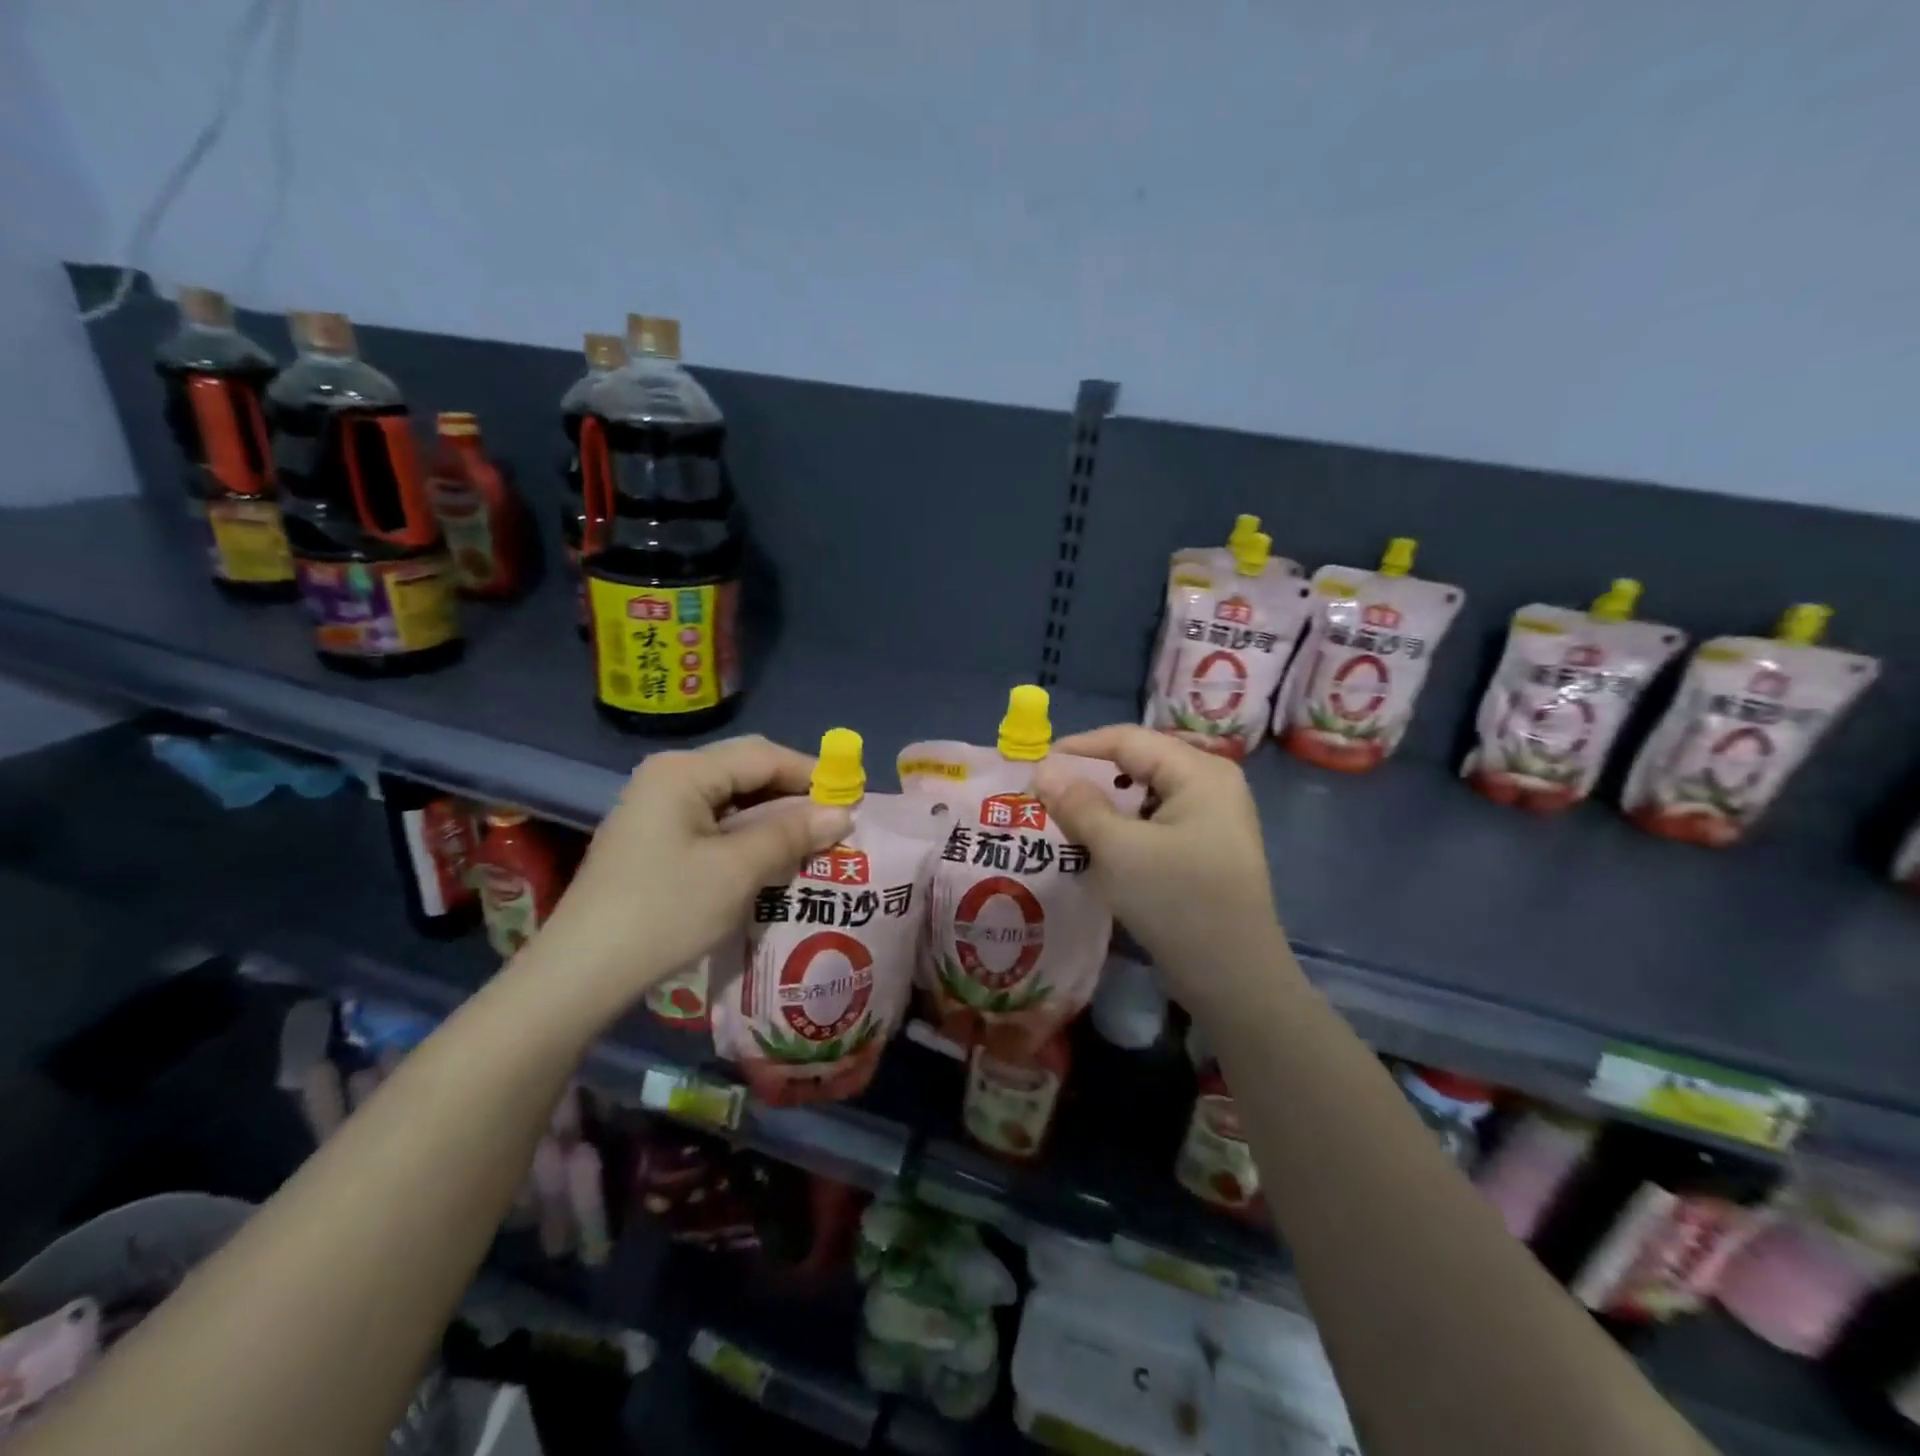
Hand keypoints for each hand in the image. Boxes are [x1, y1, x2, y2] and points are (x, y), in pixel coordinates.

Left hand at [529, 736, 851, 1019]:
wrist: (581, 974)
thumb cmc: (664, 912)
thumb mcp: (738, 871)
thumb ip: (791, 834)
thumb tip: (843, 812)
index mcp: (683, 772)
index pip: (764, 756)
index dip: (813, 774)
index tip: (853, 799)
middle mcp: (668, 776)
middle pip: (746, 770)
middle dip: (793, 792)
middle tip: (834, 821)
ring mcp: (656, 807)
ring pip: (731, 797)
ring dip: (772, 815)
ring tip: (811, 839)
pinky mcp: (653, 837)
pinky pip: (713, 820)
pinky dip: (747, 833)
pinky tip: (770, 856)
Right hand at [1031, 725, 1296, 1017]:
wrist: (1234, 979)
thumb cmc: (1177, 901)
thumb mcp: (1119, 849)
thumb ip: (1078, 804)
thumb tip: (1043, 769)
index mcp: (1200, 772)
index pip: (1129, 739)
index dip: (1079, 748)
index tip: (1036, 765)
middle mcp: (1211, 784)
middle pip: (1138, 764)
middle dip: (1090, 778)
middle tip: (1046, 795)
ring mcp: (1212, 818)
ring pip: (1144, 795)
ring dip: (1104, 806)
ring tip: (1063, 820)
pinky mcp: (1205, 849)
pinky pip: (1155, 822)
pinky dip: (1123, 828)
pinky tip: (1096, 846)